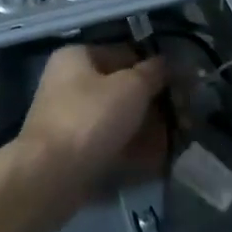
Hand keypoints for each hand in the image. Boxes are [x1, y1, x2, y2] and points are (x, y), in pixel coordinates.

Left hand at [12, 45, 166, 229]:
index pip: (125, 53)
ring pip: (117, 119)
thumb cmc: (90, 119)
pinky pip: (109, 145)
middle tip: (182, 118)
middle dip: (153, 105)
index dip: (155, 68)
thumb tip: (167, 63)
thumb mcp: (131, 87)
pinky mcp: (72, 152)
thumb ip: (153, 72)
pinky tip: (156, 162)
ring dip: (146, 130)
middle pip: (122, 89)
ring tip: (174, 143)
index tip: (181, 85)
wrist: (49, 178)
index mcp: (77, 57)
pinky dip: (131, 151)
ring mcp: (69, 119)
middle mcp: (69, 83)